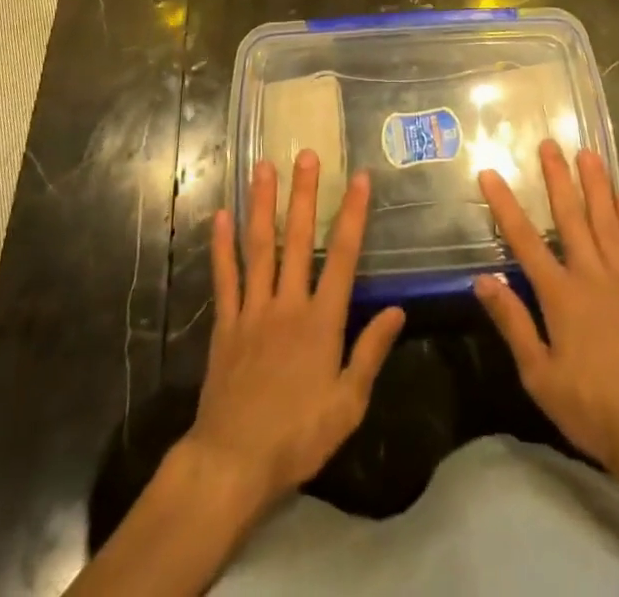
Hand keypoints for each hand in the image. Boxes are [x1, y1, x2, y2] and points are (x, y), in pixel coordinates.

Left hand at [184, 151, 406, 512]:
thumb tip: (397, 310)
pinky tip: (221, 216)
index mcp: (321, 321)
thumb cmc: (298, 436)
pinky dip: (222, 245)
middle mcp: (287, 303)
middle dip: (303, 194)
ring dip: (262, 204)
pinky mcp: (226, 323)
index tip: (358, 178)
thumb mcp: (347, 404)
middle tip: (306, 154)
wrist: (233, 463)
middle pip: (297, 239)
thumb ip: (371, 352)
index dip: (352, 214)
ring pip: (258, 247)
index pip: (342, 256)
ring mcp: (253, 310)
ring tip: (263, 167)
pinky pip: (225, 277)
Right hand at [475, 141, 618, 484]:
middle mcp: (592, 275)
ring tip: (587, 153)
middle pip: (571, 216)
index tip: (491, 174)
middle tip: (549, 143)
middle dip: (557, 178)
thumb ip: (513, 323)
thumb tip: (482, 280)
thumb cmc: (593, 409)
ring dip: (596, 185)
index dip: (505, 205)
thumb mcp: (540, 376)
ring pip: (607, 220)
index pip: (525, 240)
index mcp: (561, 296)